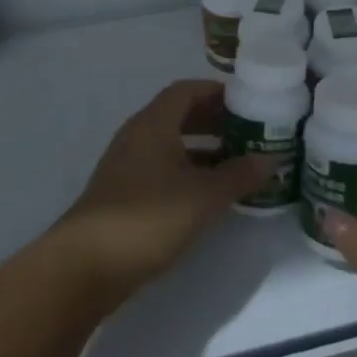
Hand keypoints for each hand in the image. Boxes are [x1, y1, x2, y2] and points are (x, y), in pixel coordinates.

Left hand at [51, 80, 272, 302]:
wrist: (86, 266)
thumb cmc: (149, 217)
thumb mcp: (204, 196)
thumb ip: (239, 175)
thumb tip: (271, 159)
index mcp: (154, 123)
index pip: (187, 90)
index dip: (217, 92)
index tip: (247, 102)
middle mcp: (138, 135)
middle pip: (179, 115)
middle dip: (214, 121)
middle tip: (249, 133)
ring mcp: (127, 165)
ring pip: (171, 145)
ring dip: (203, 150)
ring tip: (236, 165)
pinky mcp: (123, 194)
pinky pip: (162, 169)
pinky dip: (187, 172)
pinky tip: (208, 195)